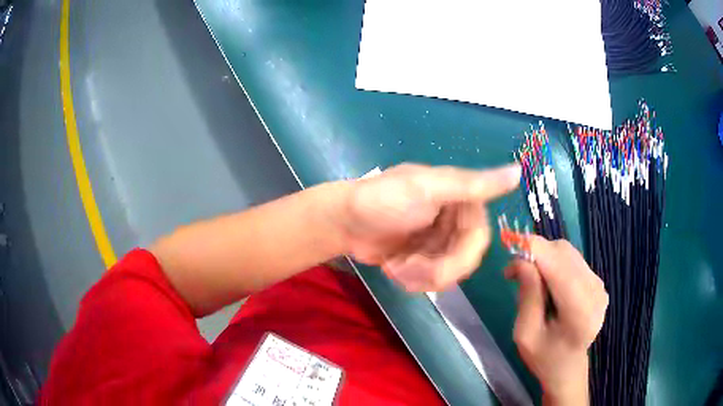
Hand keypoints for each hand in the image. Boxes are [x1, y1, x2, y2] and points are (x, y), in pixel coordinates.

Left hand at [341, 163, 519, 291]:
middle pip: (464, 259)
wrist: (342, 222)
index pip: (479, 237)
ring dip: (421, 277)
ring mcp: (439, 241)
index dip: (461, 256)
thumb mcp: (428, 188)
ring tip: (395, 268)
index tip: (437, 267)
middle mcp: (454, 220)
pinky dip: (413, 280)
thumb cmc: (382, 200)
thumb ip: (473, 183)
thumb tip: (519, 169)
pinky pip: (431, 280)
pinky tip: (393, 269)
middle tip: (407, 270)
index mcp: (460, 199)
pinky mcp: (424, 258)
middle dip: (436, 270)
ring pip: (449, 273)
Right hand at [505, 237, 607, 404]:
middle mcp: (595, 292)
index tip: (509, 249)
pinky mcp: (597, 281)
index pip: (559, 266)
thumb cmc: (543, 357)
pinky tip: (546, 283)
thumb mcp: (525, 334)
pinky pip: (572, 260)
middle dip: (536, 254)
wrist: (568, 368)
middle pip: (563, 253)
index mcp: (580, 312)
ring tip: (528, 280)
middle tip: (514, 273)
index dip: (534, 250)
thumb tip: (521, 259)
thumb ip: (527, 296)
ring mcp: (599, 285)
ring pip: (567, 252)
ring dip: (544, 258)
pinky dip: (554, 263)